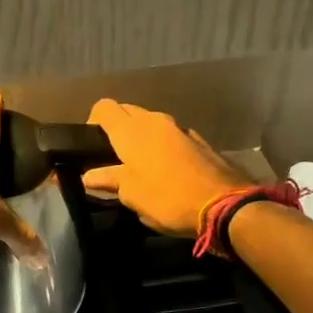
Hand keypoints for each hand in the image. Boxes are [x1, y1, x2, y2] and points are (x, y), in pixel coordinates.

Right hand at [81, 99, 248, 236]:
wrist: (224, 205)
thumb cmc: (167, 198)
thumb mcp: (131, 194)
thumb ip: (108, 179)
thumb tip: (88, 175)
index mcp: (131, 130)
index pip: (104, 108)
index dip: (93, 122)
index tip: (91, 146)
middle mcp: (154, 120)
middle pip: (127, 112)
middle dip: (117, 129)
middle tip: (112, 158)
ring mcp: (179, 128)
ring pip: (151, 123)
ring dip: (142, 138)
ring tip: (139, 166)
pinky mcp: (199, 141)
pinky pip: (172, 136)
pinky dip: (164, 147)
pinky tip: (167, 171)